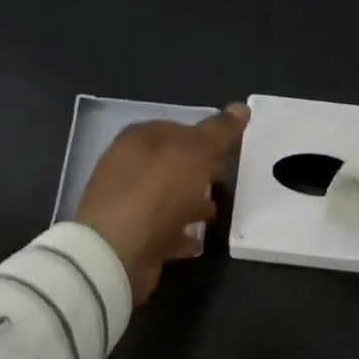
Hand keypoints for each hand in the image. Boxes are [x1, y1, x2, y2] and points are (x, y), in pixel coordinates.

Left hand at [77, 104, 248, 305]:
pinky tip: (198, 241)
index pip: (178, 128)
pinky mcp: (128, 234)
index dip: (205, 138)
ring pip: (167, 197)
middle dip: (199, 173)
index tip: (229, 154)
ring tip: (215, 215)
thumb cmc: (158, 192)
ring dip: (191, 204)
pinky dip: (179, 232)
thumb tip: (241, 107)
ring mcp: (125, 202)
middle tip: (225, 184)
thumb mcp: (197, 154)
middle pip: (172, 164)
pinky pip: (161, 228)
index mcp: (139, 138)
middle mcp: (127, 165)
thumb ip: (219, 132)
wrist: (117, 251)